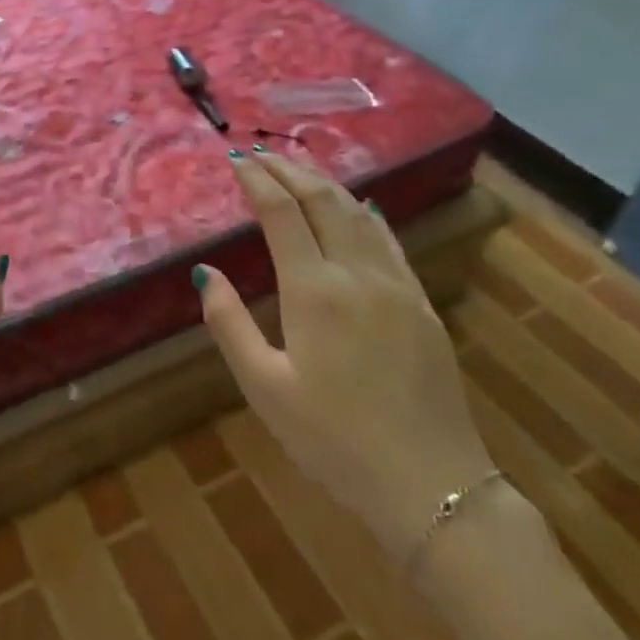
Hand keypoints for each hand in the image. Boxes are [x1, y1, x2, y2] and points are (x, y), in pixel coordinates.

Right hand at [196, 148, 495, 561]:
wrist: (433, 486)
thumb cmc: (334, 441)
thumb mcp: (265, 389)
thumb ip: (229, 324)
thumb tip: (205, 272)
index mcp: (314, 291)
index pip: (281, 213)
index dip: (256, 180)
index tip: (236, 159)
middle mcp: (356, 274)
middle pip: (322, 200)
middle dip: (289, 170)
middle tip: (261, 153)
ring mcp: (396, 285)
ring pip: (358, 213)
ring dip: (325, 184)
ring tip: (300, 169)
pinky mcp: (422, 304)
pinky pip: (389, 241)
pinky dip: (366, 213)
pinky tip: (360, 207)